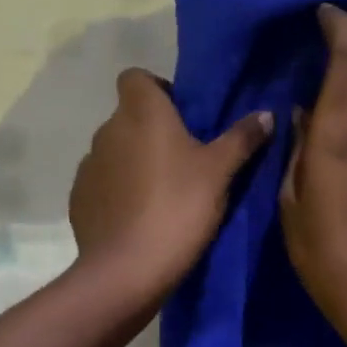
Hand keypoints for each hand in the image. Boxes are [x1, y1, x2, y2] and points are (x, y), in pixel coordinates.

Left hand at [69, 68, 272, 305]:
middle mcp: (108, 130)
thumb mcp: (220, 172)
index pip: (135, 77)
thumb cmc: (178, 207)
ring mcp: (88, 165)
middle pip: (129, 116)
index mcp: (141, 112)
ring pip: (115, 150)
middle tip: (184, 159)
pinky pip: (103, 182)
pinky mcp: (79, 198)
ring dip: (134, 161)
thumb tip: (266, 114)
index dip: (157, 89)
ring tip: (163, 192)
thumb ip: (242, 138)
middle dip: (152, 130)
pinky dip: (118, 190)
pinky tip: (139, 216)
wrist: (128, 270)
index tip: (181, 114)